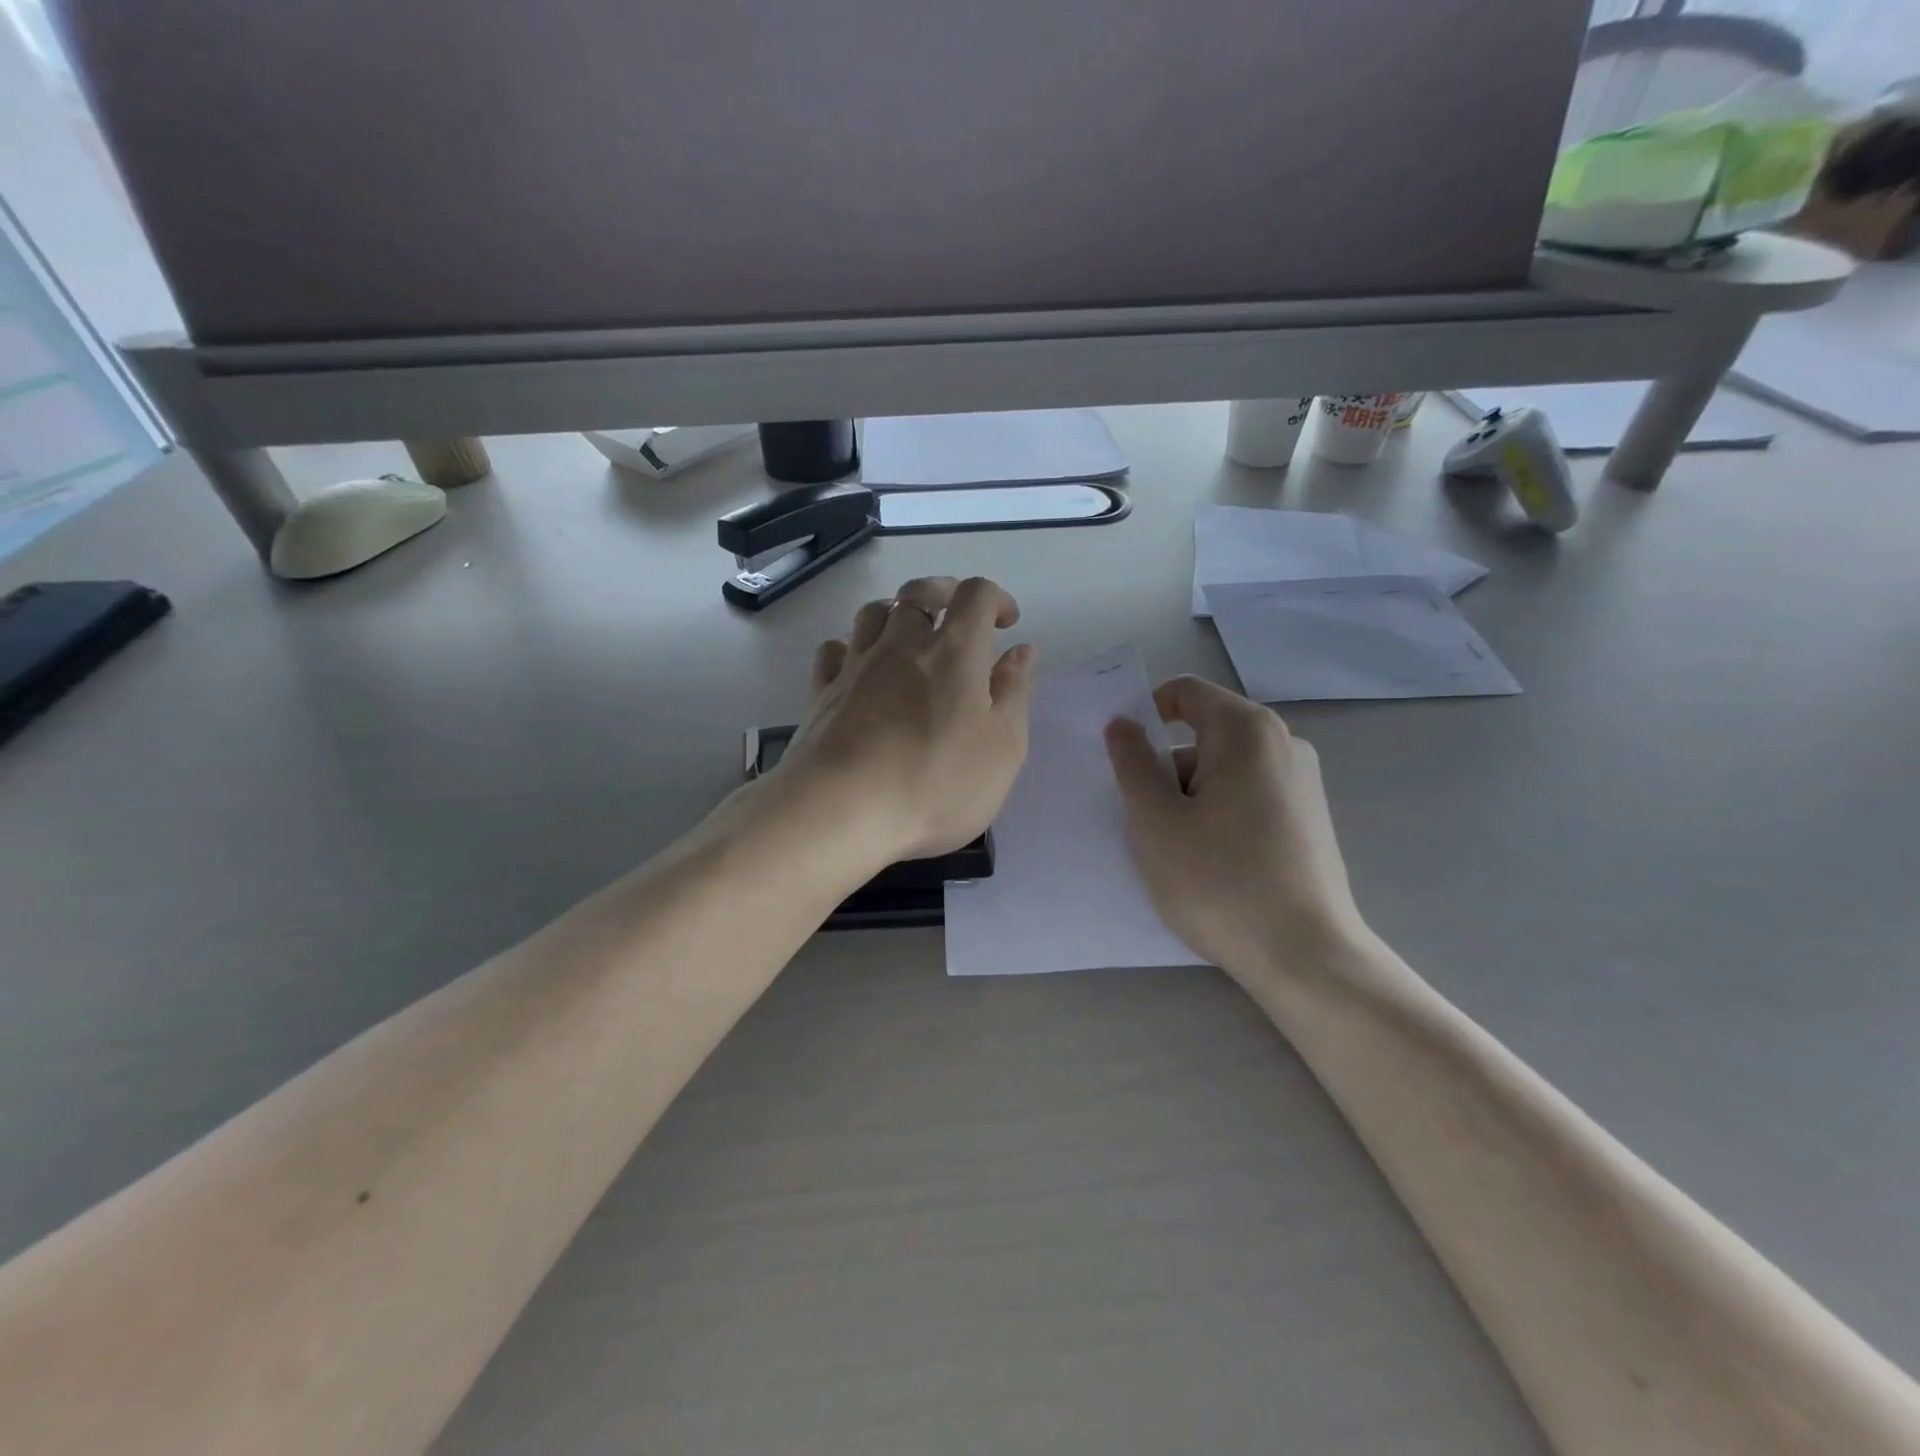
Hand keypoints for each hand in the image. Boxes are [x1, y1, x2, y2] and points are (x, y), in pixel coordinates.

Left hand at [776, 576, 1037, 868]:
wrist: (841, 809)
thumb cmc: (936, 782)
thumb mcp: (1003, 746)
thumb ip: (1015, 692)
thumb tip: (1022, 650)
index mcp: (954, 651)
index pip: (976, 594)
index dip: (996, 598)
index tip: (1006, 624)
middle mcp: (902, 644)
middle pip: (919, 592)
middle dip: (944, 592)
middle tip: (958, 615)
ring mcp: (856, 665)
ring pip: (873, 612)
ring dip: (896, 613)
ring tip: (909, 637)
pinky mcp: (822, 692)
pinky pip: (835, 649)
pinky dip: (852, 646)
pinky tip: (860, 666)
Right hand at [1104, 676, 1364, 977]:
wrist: (1306, 956)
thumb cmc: (1219, 881)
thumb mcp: (1155, 820)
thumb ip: (1132, 763)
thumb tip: (1123, 725)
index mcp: (1246, 730)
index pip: (1185, 693)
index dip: (1145, 715)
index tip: (1124, 762)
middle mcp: (1283, 743)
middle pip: (1204, 733)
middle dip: (1167, 768)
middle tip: (1148, 820)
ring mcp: (1303, 781)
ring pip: (1224, 769)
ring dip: (1190, 796)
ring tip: (1179, 852)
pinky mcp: (1310, 817)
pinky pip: (1248, 795)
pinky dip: (1219, 813)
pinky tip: (1213, 863)